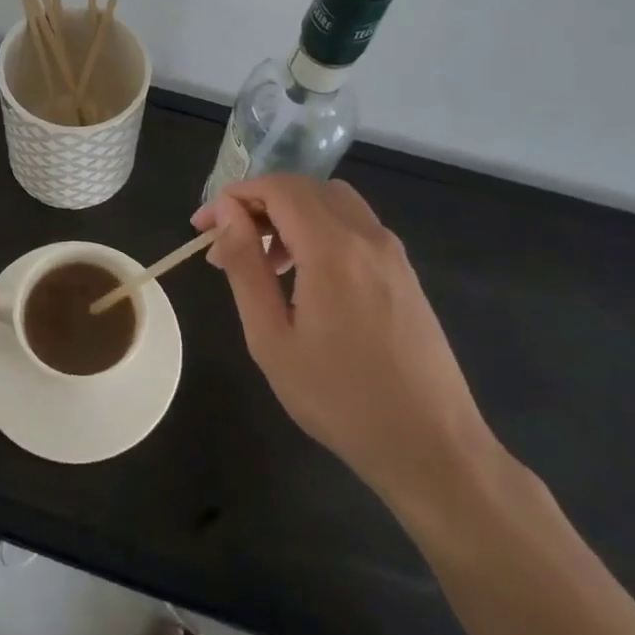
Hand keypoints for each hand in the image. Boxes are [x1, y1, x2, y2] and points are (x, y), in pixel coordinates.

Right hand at [195, 176, 504, 528]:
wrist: (432, 447)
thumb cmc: (340, 399)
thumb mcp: (272, 338)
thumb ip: (246, 267)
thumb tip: (226, 215)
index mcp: (332, 247)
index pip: (276, 188)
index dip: (233, 197)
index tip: (202, 227)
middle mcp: (366, 235)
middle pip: (303, 187)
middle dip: (258, 203)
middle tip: (227, 242)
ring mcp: (391, 251)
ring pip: (331, 201)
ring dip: (290, 213)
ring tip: (265, 261)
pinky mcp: (404, 271)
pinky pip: (354, 224)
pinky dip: (320, 228)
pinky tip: (306, 275)